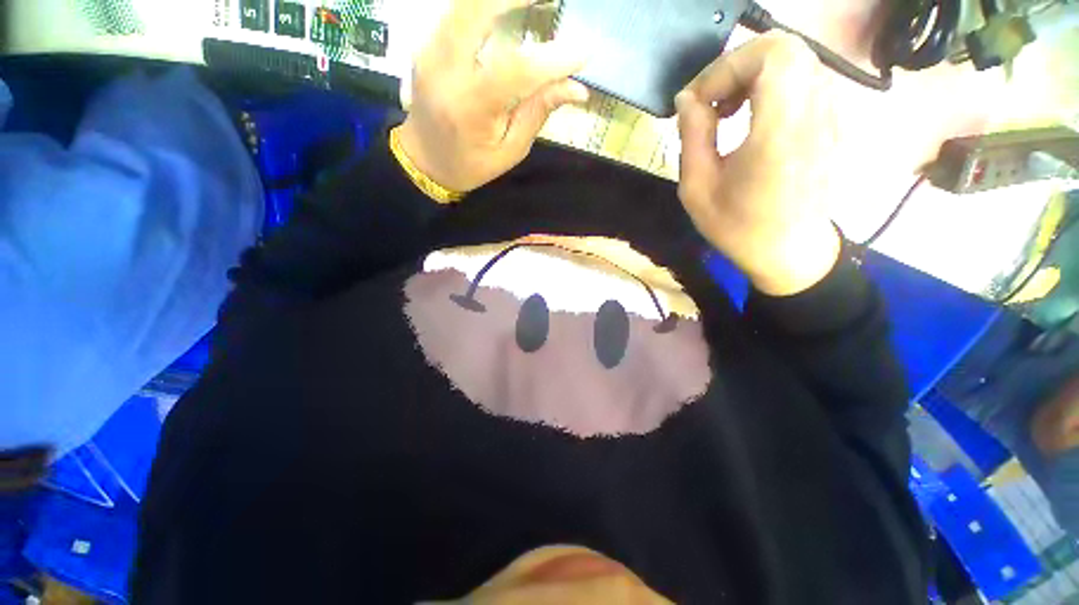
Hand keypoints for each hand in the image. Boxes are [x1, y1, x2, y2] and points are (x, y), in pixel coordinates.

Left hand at [397, 0, 588, 192]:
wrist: (424, 160)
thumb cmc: (470, 164)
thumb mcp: (509, 150)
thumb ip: (538, 113)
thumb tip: (577, 89)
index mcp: (469, 109)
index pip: (515, 70)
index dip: (552, 59)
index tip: (585, 52)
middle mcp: (445, 70)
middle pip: (477, 8)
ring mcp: (430, 50)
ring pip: (466, 2)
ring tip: (538, 1)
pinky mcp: (427, 42)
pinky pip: (458, 10)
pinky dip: (487, 5)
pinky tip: (508, 9)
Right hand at [676, 32, 841, 295]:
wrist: (788, 252)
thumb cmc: (737, 227)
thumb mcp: (697, 190)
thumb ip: (692, 136)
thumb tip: (688, 99)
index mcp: (779, 131)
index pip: (769, 55)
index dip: (725, 67)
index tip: (697, 102)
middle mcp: (814, 113)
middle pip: (785, 48)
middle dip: (738, 65)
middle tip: (712, 100)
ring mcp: (828, 115)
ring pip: (795, 60)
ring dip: (754, 74)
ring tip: (727, 109)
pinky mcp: (829, 122)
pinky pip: (803, 80)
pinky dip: (772, 85)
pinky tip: (750, 117)